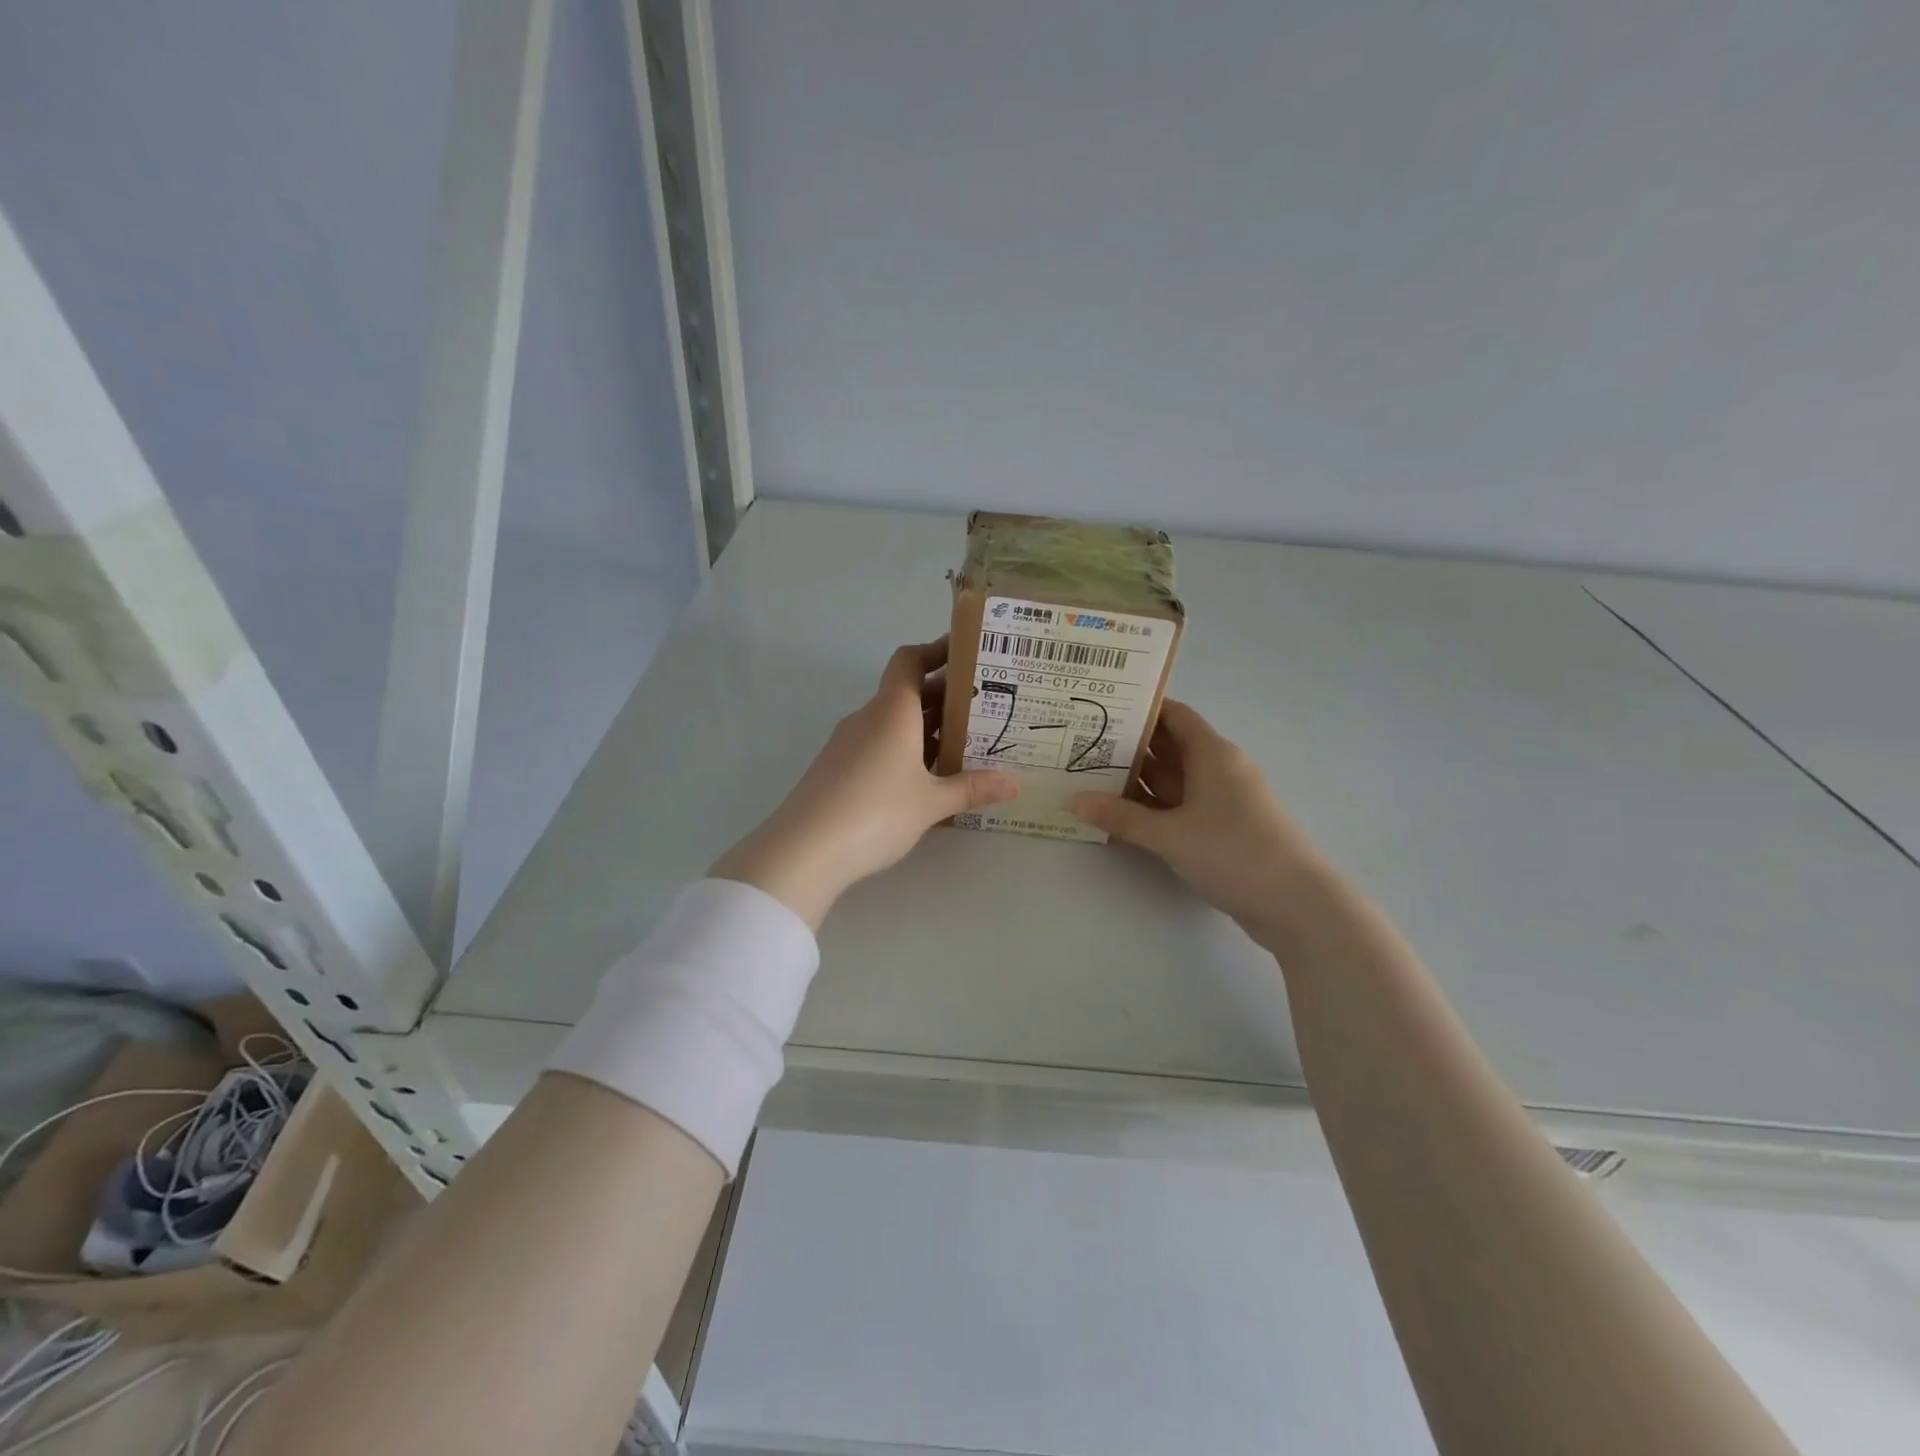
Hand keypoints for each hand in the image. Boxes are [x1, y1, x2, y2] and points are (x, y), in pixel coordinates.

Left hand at [710, 639, 1017, 928]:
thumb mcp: (931, 803)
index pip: (911, 660)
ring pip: (893, 722)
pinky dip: (905, 750)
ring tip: (964, 744)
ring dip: (926, 727)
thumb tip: (1014, 784)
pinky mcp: (837, 769)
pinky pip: (878, 746)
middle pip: (907, 691)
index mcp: (892, 710)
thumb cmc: (875, 813)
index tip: (968, 654)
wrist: (803, 850)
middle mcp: (868, 718)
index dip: (937, 650)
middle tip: (984, 707)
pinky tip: (926, 778)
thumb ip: (972, 788)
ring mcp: (848, 744)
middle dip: (944, 696)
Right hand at [1070, 699, 1335, 944]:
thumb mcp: (1171, 834)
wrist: (1297, 904)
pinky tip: (1120, 816)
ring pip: (1172, 781)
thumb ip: (1122, 817)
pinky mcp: (1223, 831)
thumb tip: (1075, 800)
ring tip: (1088, 777)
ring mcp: (1222, 802)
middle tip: (1080, 744)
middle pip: (1169, 747)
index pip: (1174, 715)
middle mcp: (1218, 770)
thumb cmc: (1234, 851)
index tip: (1101, 707)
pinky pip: (1180, 808)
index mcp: (1212, 754)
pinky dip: (1152, 808)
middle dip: (1128, 746)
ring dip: (1137, 780)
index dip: (1141, 708)